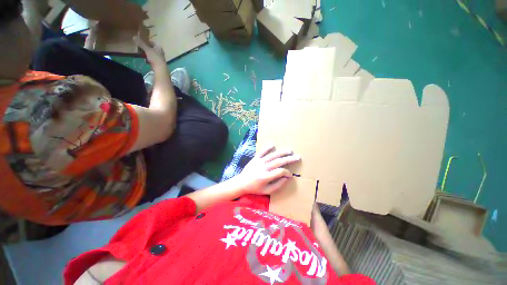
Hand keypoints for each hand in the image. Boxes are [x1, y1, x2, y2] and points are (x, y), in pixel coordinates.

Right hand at [133, 36, 165, 66]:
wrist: (160, 68)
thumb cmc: (155, 57)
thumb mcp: (147, 49)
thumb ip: (141, 43)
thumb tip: (134, 37)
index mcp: (159, 47)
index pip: (152, 42)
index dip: (146, 42)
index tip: (141, 43)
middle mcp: (160, 52)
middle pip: (151, 48)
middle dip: (146, 48)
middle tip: (140, 48)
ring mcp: (159, 57)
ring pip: (151, 54)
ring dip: (146, 54)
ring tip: (141, 54)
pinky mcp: (158, 63)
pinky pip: (152, 59)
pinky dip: (148, 59)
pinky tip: (145, 60)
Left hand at [234, 146, 300, 194]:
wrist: (241, 183)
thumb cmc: (255, 188)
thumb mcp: (267, 191)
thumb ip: (277, 185)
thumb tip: (286, 178)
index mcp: (265, 177)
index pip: (280, 172)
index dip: (287, 172)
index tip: (290, 174)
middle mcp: (263, 168)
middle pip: (278, 162)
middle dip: (289, 159)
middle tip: (297, 157)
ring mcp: (259, 162)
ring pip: (272, 156)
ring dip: (281, 152)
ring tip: (289, 150)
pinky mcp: (255, 158)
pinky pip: (261, 152)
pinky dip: (267, 148)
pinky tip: (273, 144)